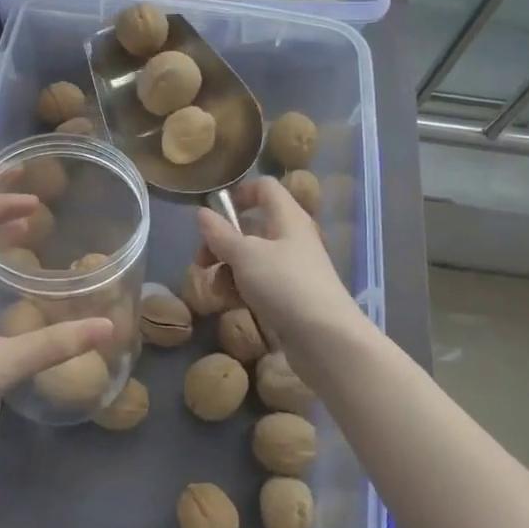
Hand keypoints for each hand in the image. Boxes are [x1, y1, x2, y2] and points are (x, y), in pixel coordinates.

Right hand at [196, 177, 366, 366]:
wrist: (326, 339)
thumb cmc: (285, 285)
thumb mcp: (245, 256)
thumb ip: (221, 234)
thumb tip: (202, 213)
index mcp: (287, 217)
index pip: (264, 188)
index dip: (239, 194)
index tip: (214, 214)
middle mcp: (292, 237)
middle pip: (252, 227)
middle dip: (223, 242)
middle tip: (202, 261)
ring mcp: (293, 269)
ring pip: (253, 258)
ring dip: (228, 269)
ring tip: (215, 290)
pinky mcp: (292, 296)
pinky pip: (261, 283)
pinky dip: (243, 289)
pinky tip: (230, 304)